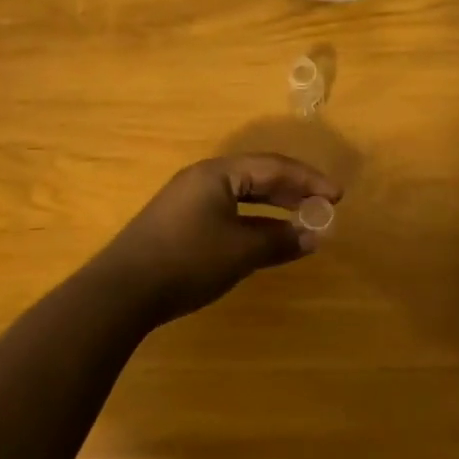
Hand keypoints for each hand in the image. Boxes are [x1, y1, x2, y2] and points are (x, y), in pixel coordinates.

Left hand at [90, 155, 340, 323]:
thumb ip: (279, 240)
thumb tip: (315, 235)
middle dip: (293, 190)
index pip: (273, 166)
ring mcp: (188, 200)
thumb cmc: (187, 261)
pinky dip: (253, 220)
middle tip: (323, 205)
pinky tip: (264, 238)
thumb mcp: (240, 251)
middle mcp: (202, 178)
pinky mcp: (180, 223)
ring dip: (274, 206)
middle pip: (257, 176)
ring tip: (301, 220)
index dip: (308, 180)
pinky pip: (228, 211)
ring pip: (242, 195)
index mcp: (217, 173)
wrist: (121, 291)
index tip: (337, 196)